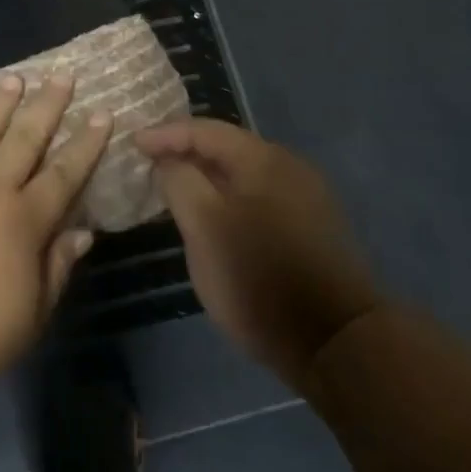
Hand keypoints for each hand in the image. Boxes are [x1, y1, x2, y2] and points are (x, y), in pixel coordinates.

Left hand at [0, 76, 112, 409]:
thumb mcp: (30, 316)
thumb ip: (57, 267)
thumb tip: (82, 232)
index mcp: (25, 221)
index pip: (65, 172)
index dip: (86, 142)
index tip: (102, 113)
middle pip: (26, 138)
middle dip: (48, 105)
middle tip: (62, 75)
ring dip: (1, 103)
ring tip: (16, 79)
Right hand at [137, 119, 379, 384]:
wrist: (337, 341)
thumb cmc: (260, 278)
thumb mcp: (205, 227)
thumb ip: (180, 182)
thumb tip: (169, 161)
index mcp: (262, 159)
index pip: (204, 130)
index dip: (165, 134)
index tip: (133, 144)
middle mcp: (289, 166)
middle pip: (227, 147)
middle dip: (186, 152)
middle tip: (151, 164)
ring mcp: (306, 197)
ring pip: (244, 174)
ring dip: (208, 176)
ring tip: (176, 189)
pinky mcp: (312, 226)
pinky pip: (259, 196)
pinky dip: (229, 196)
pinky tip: (215, 217)